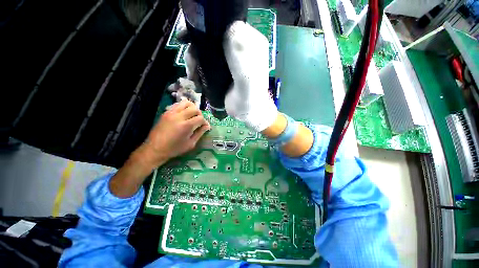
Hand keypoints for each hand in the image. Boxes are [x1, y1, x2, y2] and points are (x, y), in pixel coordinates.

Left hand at [109, 100, 209, 197]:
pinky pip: (177, 105)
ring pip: (187, 104)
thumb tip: (206, 126)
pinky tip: (183, 116)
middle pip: (195, 109)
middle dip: (199, 115)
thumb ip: (200, 134)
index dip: (205, 122)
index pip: (201, 118)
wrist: (151, 151)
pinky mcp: (165, 113)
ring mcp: (171, 114)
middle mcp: (179, 117)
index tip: (205, 127)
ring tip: (192, 118)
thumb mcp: (190, 146)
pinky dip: (183, 107)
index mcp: (186, 126)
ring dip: (192, 110)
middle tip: (199, 123)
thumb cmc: (172, 152)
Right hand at [185, 21, 276, 131]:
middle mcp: (239, 49)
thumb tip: (222, 28)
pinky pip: (206, 65)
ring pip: (207, 53)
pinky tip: (196, 82)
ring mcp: (230, 61)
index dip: (206, 29)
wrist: (248, 112)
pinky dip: (198, 72)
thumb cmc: (249, 95)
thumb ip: (237, 48)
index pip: (225, 25)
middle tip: (191, 65)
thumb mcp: (246, 70)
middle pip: (212, 40)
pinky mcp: (223, 72)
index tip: (190, 38)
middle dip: (197, 51)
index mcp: (249, 43)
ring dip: (194, 63)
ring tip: (193, 78)